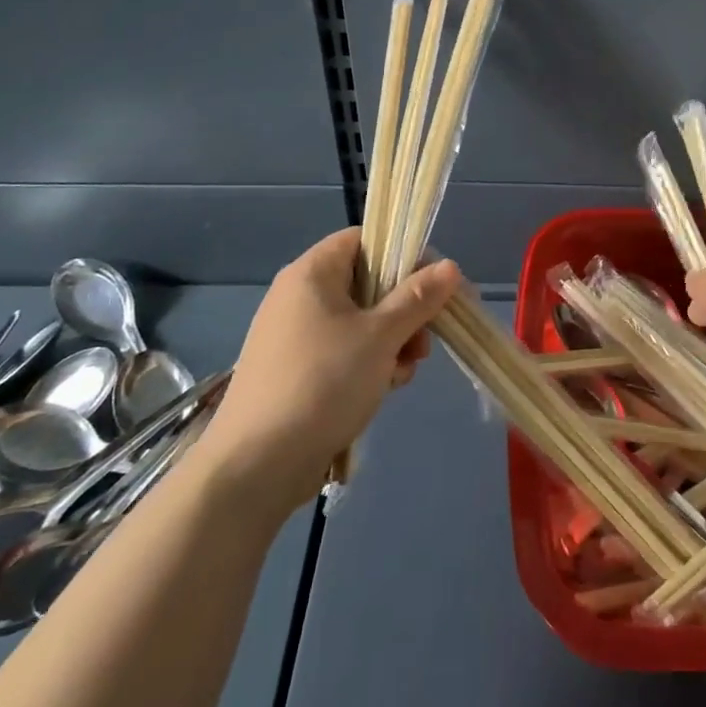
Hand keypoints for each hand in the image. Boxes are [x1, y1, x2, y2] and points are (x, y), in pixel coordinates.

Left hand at [199, 228, 462, 483]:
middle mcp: (300, 296)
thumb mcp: (381, 336)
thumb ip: (418, 297)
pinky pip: (343, 351)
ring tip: (403, 371)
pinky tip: (384, 389)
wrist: (255, 466)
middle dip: (405, 310)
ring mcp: (295, 335)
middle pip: (368, 283)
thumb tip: (450, 266)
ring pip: (361, 321)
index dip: (404, 254)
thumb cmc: (323, 383)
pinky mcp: (296, 371)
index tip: (435, 284)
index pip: (364, 240)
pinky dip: (369, 363)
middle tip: (425, 339)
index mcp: (312, 273)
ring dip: (392, 341)